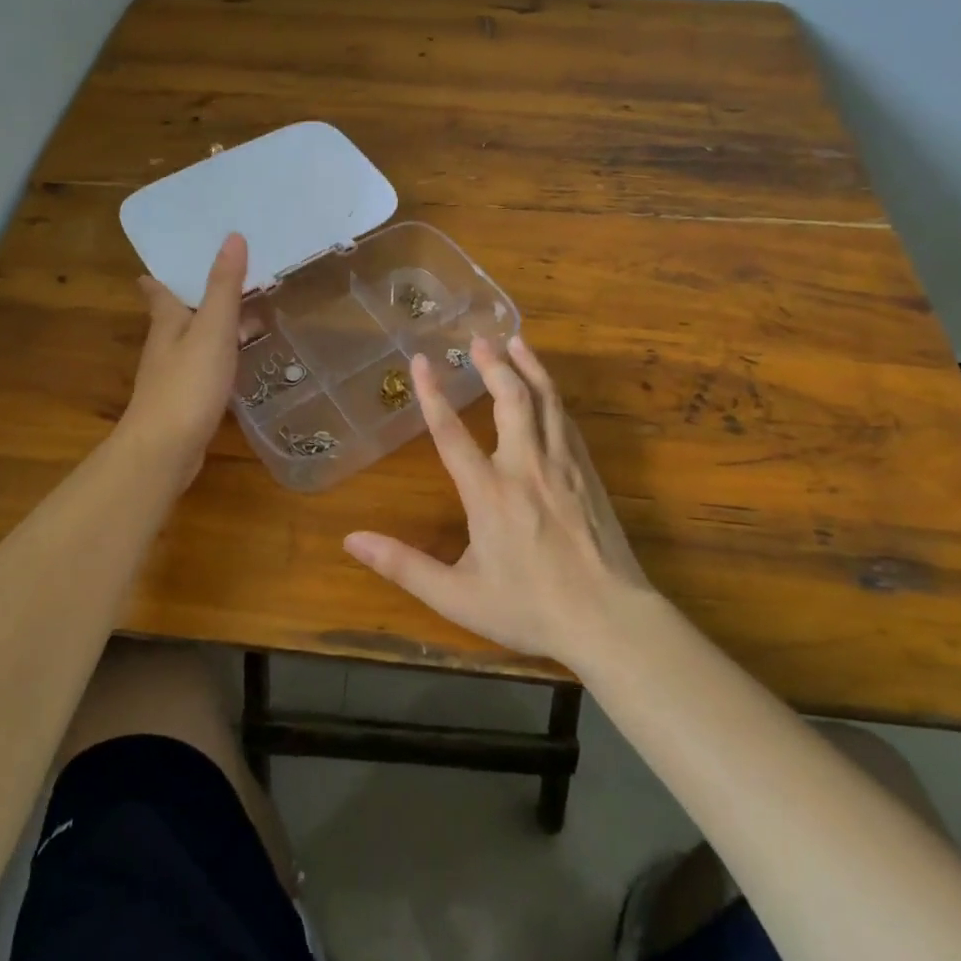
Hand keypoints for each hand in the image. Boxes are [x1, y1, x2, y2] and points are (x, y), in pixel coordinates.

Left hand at [120, 233, 246, 488]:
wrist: (164, 450)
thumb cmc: (187, 384)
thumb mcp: (212, 329)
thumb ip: (223, 286)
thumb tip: (233, 237)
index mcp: (167, 323)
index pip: (158, 291)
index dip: (159, 276)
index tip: (159, 265)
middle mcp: (164, 346)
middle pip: (178, 315)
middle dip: (195, 299)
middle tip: (225, 281)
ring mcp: (173, 376)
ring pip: (194, 342)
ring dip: (213, 328)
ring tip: (244, 317)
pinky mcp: (184, 402)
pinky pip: (205, 368)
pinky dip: (221, 357)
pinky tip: (238, 363)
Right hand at [343, 335, 654, 665]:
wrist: (610, 620)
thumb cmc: (529, 609)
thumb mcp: (457, 597)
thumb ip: (403, 566)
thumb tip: (351, 541)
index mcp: (489, 493)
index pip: (451, 433)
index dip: (432, 394)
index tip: (420, 360)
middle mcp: (525, 468)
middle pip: (509, 400)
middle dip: (493, 365)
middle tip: (478, 339)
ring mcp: (563, 467)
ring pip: (546, 401)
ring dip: (529, 367)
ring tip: (516, 341)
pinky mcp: (589, 475)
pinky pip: (567, 422)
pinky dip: (553, 396)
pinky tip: (548, 389)